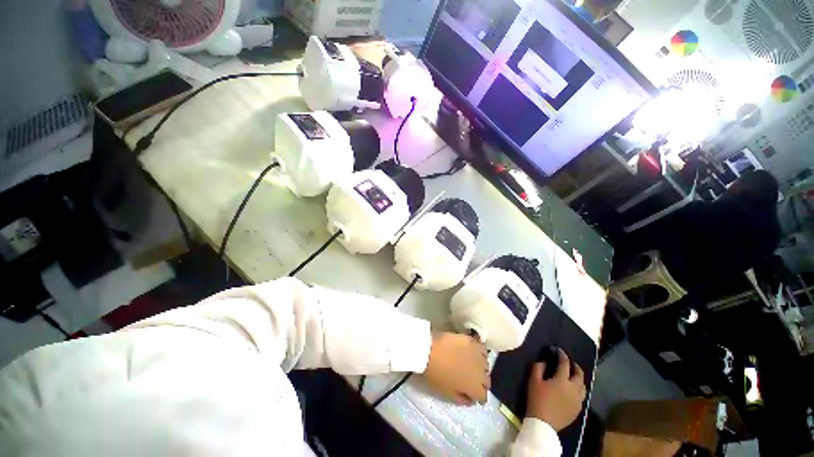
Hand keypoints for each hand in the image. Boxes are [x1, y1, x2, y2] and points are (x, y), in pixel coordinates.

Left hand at [423, 332, 489, 404]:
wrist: (429, 350)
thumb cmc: (436, 374)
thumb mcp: (447, 392)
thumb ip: (462, 398)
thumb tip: (470, 399)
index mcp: (475, 387)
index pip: (483, 396)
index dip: (478, 397)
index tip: (472, 395)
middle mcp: (481, 371)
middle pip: (486, 380)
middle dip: (481, 382)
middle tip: (471, 380)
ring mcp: (477, 354)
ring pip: (485, 364)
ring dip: (481, 367)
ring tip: (472, 365)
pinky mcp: (472, 340)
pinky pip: (481, 349)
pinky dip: (479, 352)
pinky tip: (473, 352)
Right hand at [526, 348, 585, 430]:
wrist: (543, 423)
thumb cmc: (537, 399)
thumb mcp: (533, 381)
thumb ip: (538, 367)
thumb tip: (544, 362)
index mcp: (562, 380)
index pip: (565, 363)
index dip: (562, 355)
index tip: (558, 350)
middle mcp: (573, 389)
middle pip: (579, 375)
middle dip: (575, 366)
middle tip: (570, 362)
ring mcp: (577, 400)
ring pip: (583, 387)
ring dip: (579, 379)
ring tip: (573, 376)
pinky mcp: (577, 410)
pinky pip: (581, 396)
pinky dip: (579, 389)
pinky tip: (572, 390)